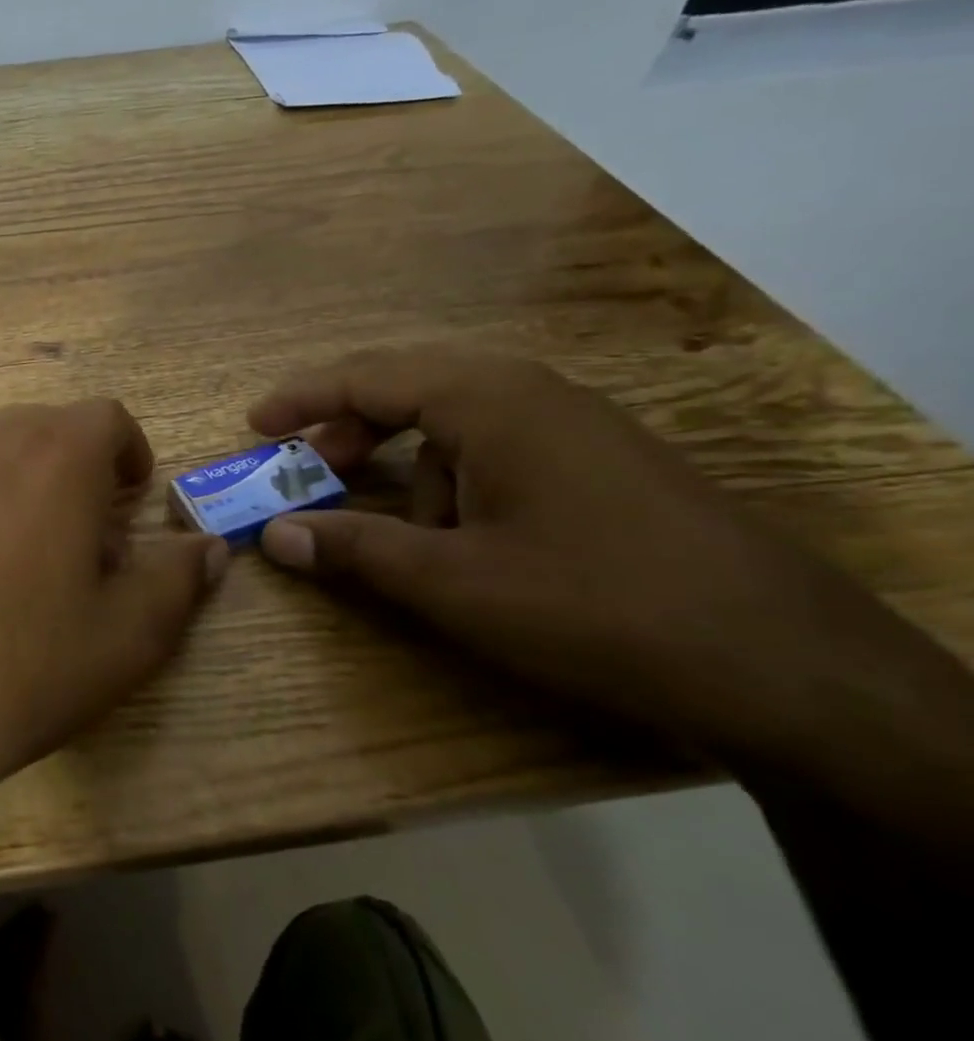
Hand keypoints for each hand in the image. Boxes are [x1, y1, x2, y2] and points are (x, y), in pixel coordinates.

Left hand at [0, 400, 228, 804]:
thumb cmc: (23, 660)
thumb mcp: (127, 635)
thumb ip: (178, 580)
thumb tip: (210, 548)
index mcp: (56, 453)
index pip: (107, 418)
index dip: (129, 452)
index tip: (132, 496)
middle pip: (46, 432)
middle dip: (76, 472)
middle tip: (84, 540)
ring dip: (19, 486)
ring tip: (21, 559)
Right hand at [247, 346, 947, 768]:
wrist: (787, 663)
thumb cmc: (593, 604)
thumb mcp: (453, 582)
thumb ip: (354, 550)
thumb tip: (273, 537)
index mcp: (487, 399)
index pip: (366, 376)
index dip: (301, 399)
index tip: (254, 425)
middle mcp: (529, 393)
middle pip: (408, 388)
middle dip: (350, 430)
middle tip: (310, 473)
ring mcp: (573, 424)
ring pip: (454, 424)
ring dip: (408, 469)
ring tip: (404, 536)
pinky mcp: (600, 461)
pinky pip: (497, 450)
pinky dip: (455, 483)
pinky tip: (468, 541)